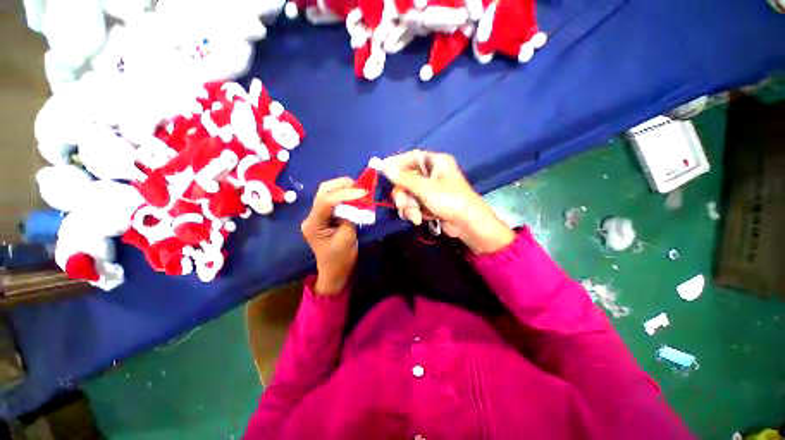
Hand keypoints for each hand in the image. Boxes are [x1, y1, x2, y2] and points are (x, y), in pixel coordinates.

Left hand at [301, 178, 366, 294]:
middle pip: (323, 191)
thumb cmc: (341, 259)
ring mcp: (317, 216)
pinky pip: (333, 201)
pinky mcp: (324, 217)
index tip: (363, 192)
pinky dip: (344, 196)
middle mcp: (311, 216)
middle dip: (342, 185)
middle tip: (360, 186)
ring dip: (343, 188)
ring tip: (358, 189)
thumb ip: (351, 216)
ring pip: (327, 193)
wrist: (335, 272)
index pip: (326, 201)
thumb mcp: (348, 237)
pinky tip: (354, 196)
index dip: (345, 193)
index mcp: (313, 224)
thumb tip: (357, 201)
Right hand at [382, 150, 514, 254]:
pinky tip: (418, 219)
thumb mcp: (425, 188)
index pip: (411, 157)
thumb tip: (384, 166)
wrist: (468, 225)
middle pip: (407, 178)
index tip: (381, 170)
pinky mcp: (429, 202)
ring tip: (415, 216)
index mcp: (436, 162)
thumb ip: (403, 178)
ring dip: (408, 206)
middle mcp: (432, 173)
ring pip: (408, 193)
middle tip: (403, 205)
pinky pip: (413, 203)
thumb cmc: (450, 200)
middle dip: (403, 195)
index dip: (396, 163)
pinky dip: (413, 211)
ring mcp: (430, 189)